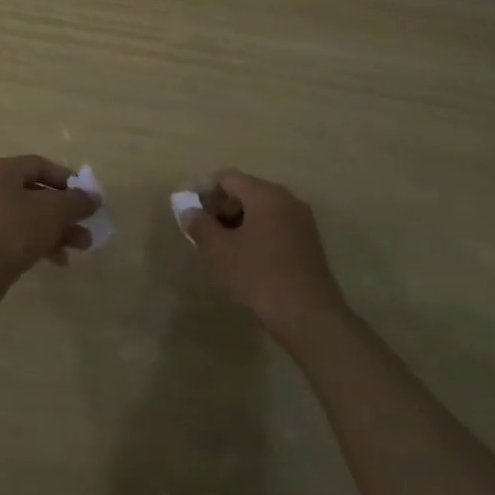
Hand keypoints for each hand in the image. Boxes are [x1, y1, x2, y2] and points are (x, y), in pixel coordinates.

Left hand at [0, 155, 97, 313]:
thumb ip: (76, 202)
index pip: (40, 165)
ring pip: (29, 217)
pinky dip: (39, 244)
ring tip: (81, 247)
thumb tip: (93, 197)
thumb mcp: (52, 212)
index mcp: (1, 170)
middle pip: (36, 193)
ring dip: (57, 230)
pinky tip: (58, 261)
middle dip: (65, 212)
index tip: (87, 198)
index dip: (67, 180)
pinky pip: (17, 236)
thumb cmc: (11, 231)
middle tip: (87, 227)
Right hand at [180, 171, 347, 341]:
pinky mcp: (308, 243)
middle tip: (199, 228)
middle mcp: (286, 199)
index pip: (227, 178)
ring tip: (217, 244)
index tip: (185, 206)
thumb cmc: (259, 275)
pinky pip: (274, 226)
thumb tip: (189, 211)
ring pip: (260, 211)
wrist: (309, 316)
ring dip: (236, 221)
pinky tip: (242, 257)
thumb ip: (200, 225)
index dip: (202, 189)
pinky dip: (254, 233)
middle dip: (219, 206)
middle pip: (245, 191)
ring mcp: (301, 221)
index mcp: (265, 194)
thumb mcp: (220, 251)